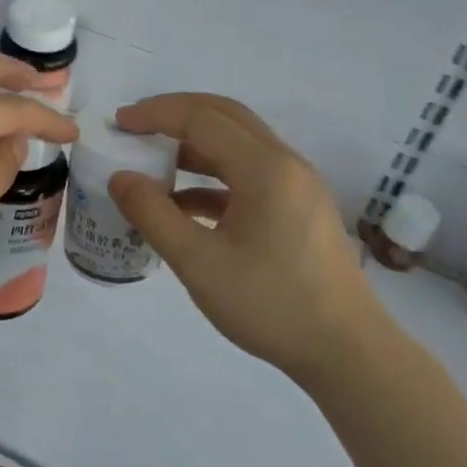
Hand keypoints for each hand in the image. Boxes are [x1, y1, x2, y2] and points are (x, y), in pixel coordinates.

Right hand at [109, 93, 378, 374]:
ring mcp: (297, 185)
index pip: (202, 118)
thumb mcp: (198, 263)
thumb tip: (120, 177)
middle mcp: (285, 163)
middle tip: (135, 126)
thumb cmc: (271, 304)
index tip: (119, 123)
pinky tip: (184, 203)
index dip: (156, 113)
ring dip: (194, 145)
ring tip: (152, 161)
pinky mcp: (299, 208)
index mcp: (265, 168)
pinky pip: (249, 174)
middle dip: (176, 114)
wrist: (347, 353)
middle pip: (224, 117)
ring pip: (238, 144)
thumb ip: (153, 215)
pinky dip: (213, 176)